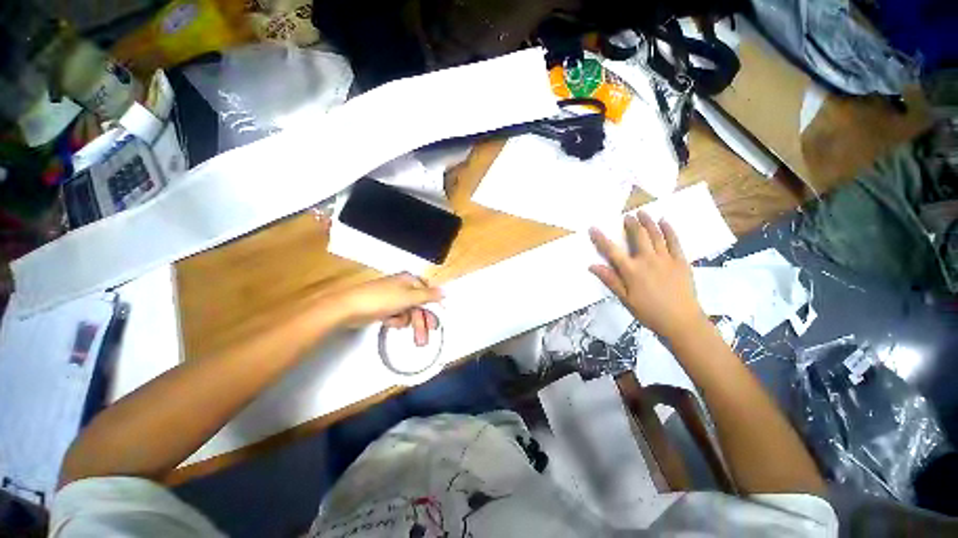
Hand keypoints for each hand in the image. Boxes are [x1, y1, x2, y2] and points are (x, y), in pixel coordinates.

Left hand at [323, 273, 441, 345]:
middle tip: (424, 340)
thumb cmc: (382, 300)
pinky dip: (395, 320)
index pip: (428, 294)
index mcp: (409, 280)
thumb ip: (429, 296)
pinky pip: (396, 315)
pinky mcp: (383, 307)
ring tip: (405, 333)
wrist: (348, 308)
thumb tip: (445, 292)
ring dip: (407, 322)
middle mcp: (402, 286)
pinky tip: (388, 322)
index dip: (433, 308)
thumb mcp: (409, 297)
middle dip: (421, 322)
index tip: (436, 324)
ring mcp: (392, 297)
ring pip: (408, 312)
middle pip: (419, 305)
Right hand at [589, 213, 707, 341]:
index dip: (601, 238)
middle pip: (638, 236)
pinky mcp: (681, 261)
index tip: (593, 228)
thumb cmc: (649, 312)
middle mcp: (648, 260)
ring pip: (656, 235)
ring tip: (643, 212)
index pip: (612, 251)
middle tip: (627, 216)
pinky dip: (669, 230)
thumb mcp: (625, 299)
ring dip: (648, 222)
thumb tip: (592, 266)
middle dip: (631, 224)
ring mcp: (666, 259)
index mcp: (631, 271)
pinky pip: (674, 241)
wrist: (682, 322)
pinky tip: (664, 222)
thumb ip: (610, 280)